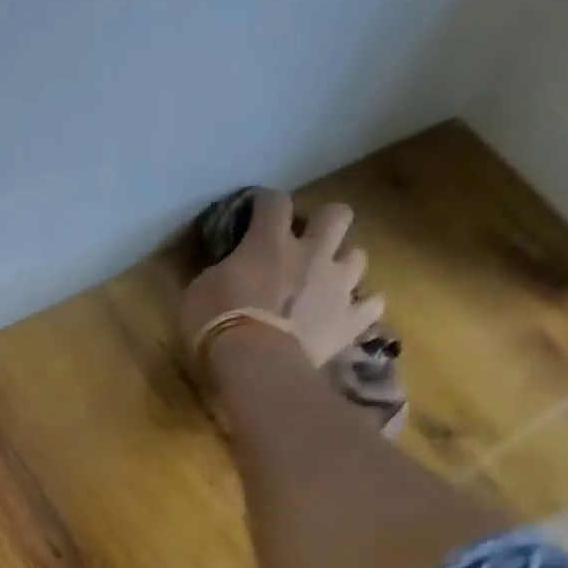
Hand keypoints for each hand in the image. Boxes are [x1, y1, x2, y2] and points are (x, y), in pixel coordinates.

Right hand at [179, 192, 385, 367]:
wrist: (254, 365)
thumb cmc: (216, 327)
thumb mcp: (197, 294)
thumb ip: (218, 274)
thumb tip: (225, 270)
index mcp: (269, 242)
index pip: (273, 202)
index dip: (265, 203)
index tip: (255, 210)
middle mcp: (311, 253)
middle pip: (335, 214)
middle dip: (323, 223)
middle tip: (305, 244)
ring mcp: (336, 286)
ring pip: (358, 256)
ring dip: (342, 265)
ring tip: (327, 283)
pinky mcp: (348, 321)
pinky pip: (370, 306)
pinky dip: (361, 308)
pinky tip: (348, 316)